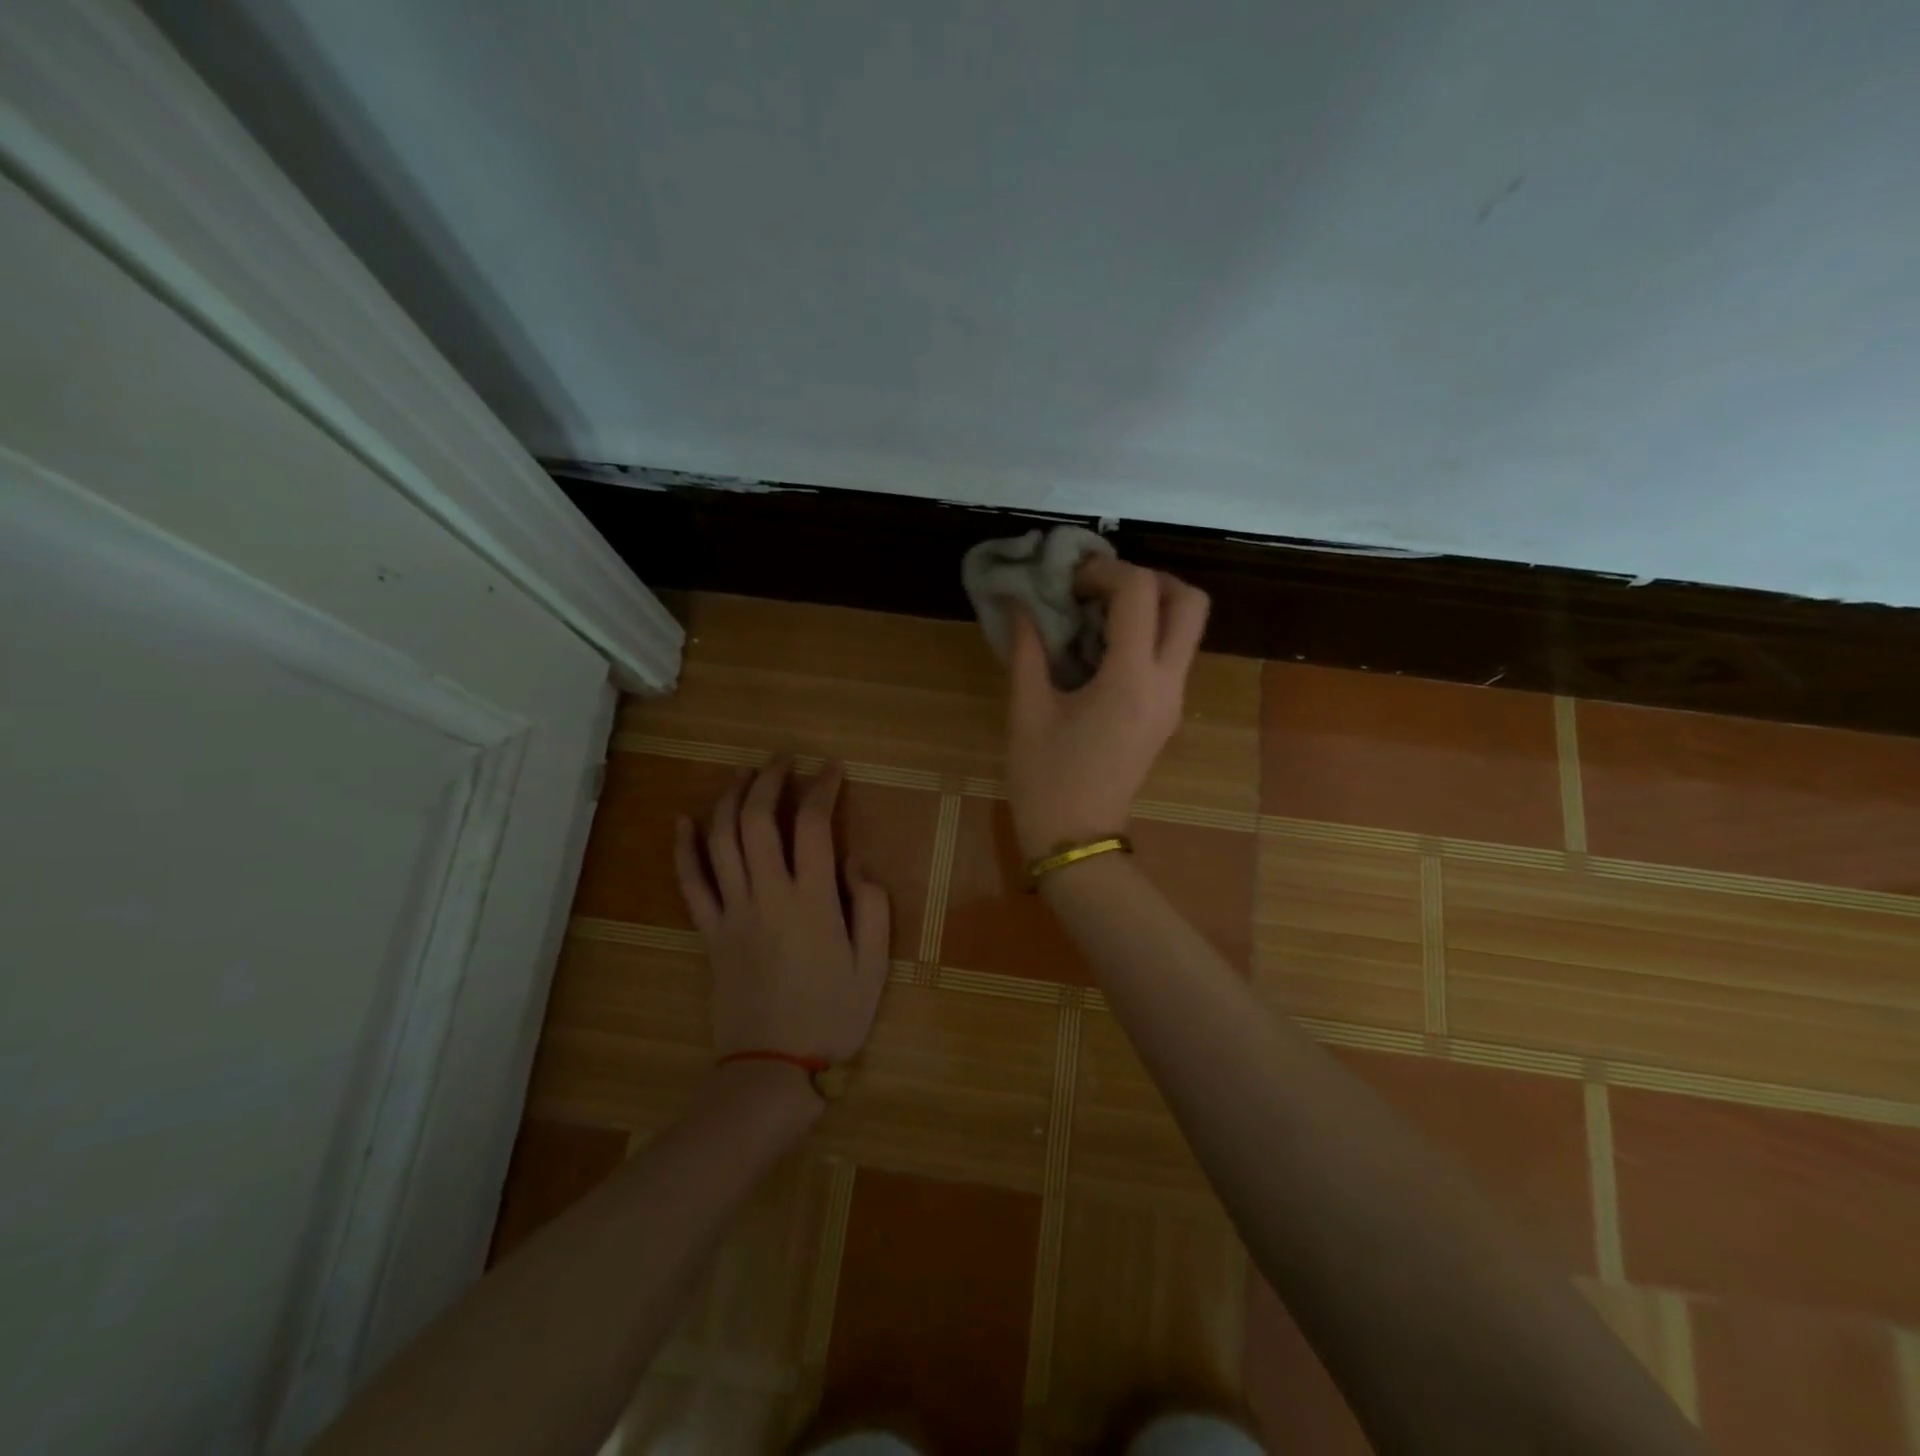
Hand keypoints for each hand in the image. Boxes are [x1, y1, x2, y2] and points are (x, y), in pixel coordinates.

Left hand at [673, 756, 890, 1076]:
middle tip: (783, 758)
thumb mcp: (874, 965)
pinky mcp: (708, 932)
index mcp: (813, 900)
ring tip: (743, 774)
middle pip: (759, 820)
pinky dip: (683, 848)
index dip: (822, 788)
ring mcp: (732, 911)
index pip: (814, 825)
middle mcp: (768, 894)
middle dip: (770, 780)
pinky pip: (690, 883)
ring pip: (722, 840)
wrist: (772, 1067)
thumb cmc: (831, 1016)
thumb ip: (871, 905)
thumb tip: (854, 859)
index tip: (832, 768)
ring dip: (730, 800)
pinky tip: (683, 820)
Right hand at [1005, 557, 1209, 859]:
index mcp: (1130, 680)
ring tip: (1099, 612)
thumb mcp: (1027, 710)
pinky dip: (1148, 633)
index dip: (1105, 571)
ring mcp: (1174, 700)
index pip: (1140, 593)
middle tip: (1102, 587)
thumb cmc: (1045, 778)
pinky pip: (1173, 654)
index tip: (1070, 580)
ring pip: (1188, 628)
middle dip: (1149, 579)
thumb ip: (1027, 648)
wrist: (1077, 838)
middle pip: (1190, 602)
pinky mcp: (1168, 714)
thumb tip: (1019, 602)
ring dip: (1152, 605)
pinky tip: (1102, 645)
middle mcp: (1166, 684)